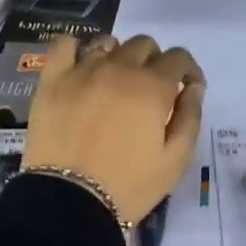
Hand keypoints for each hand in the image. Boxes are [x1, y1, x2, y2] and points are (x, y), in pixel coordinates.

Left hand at [24, 34, 204, 224]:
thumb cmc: (130, 185)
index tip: (186, 88)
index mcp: (152, 86)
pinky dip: (75, 48)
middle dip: (154, 62)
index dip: (188, 70)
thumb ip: (190, 117)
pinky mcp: (52, 80)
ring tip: (115, 80)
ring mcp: (82, 71)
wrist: (71, 201)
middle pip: (143, 45)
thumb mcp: (175, 160)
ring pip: (107, 43)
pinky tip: (79, 64)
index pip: (179, 58)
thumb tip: (194, 87)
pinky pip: (64, 45)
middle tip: (150, 90)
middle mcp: (119, 68)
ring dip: (119, 55)